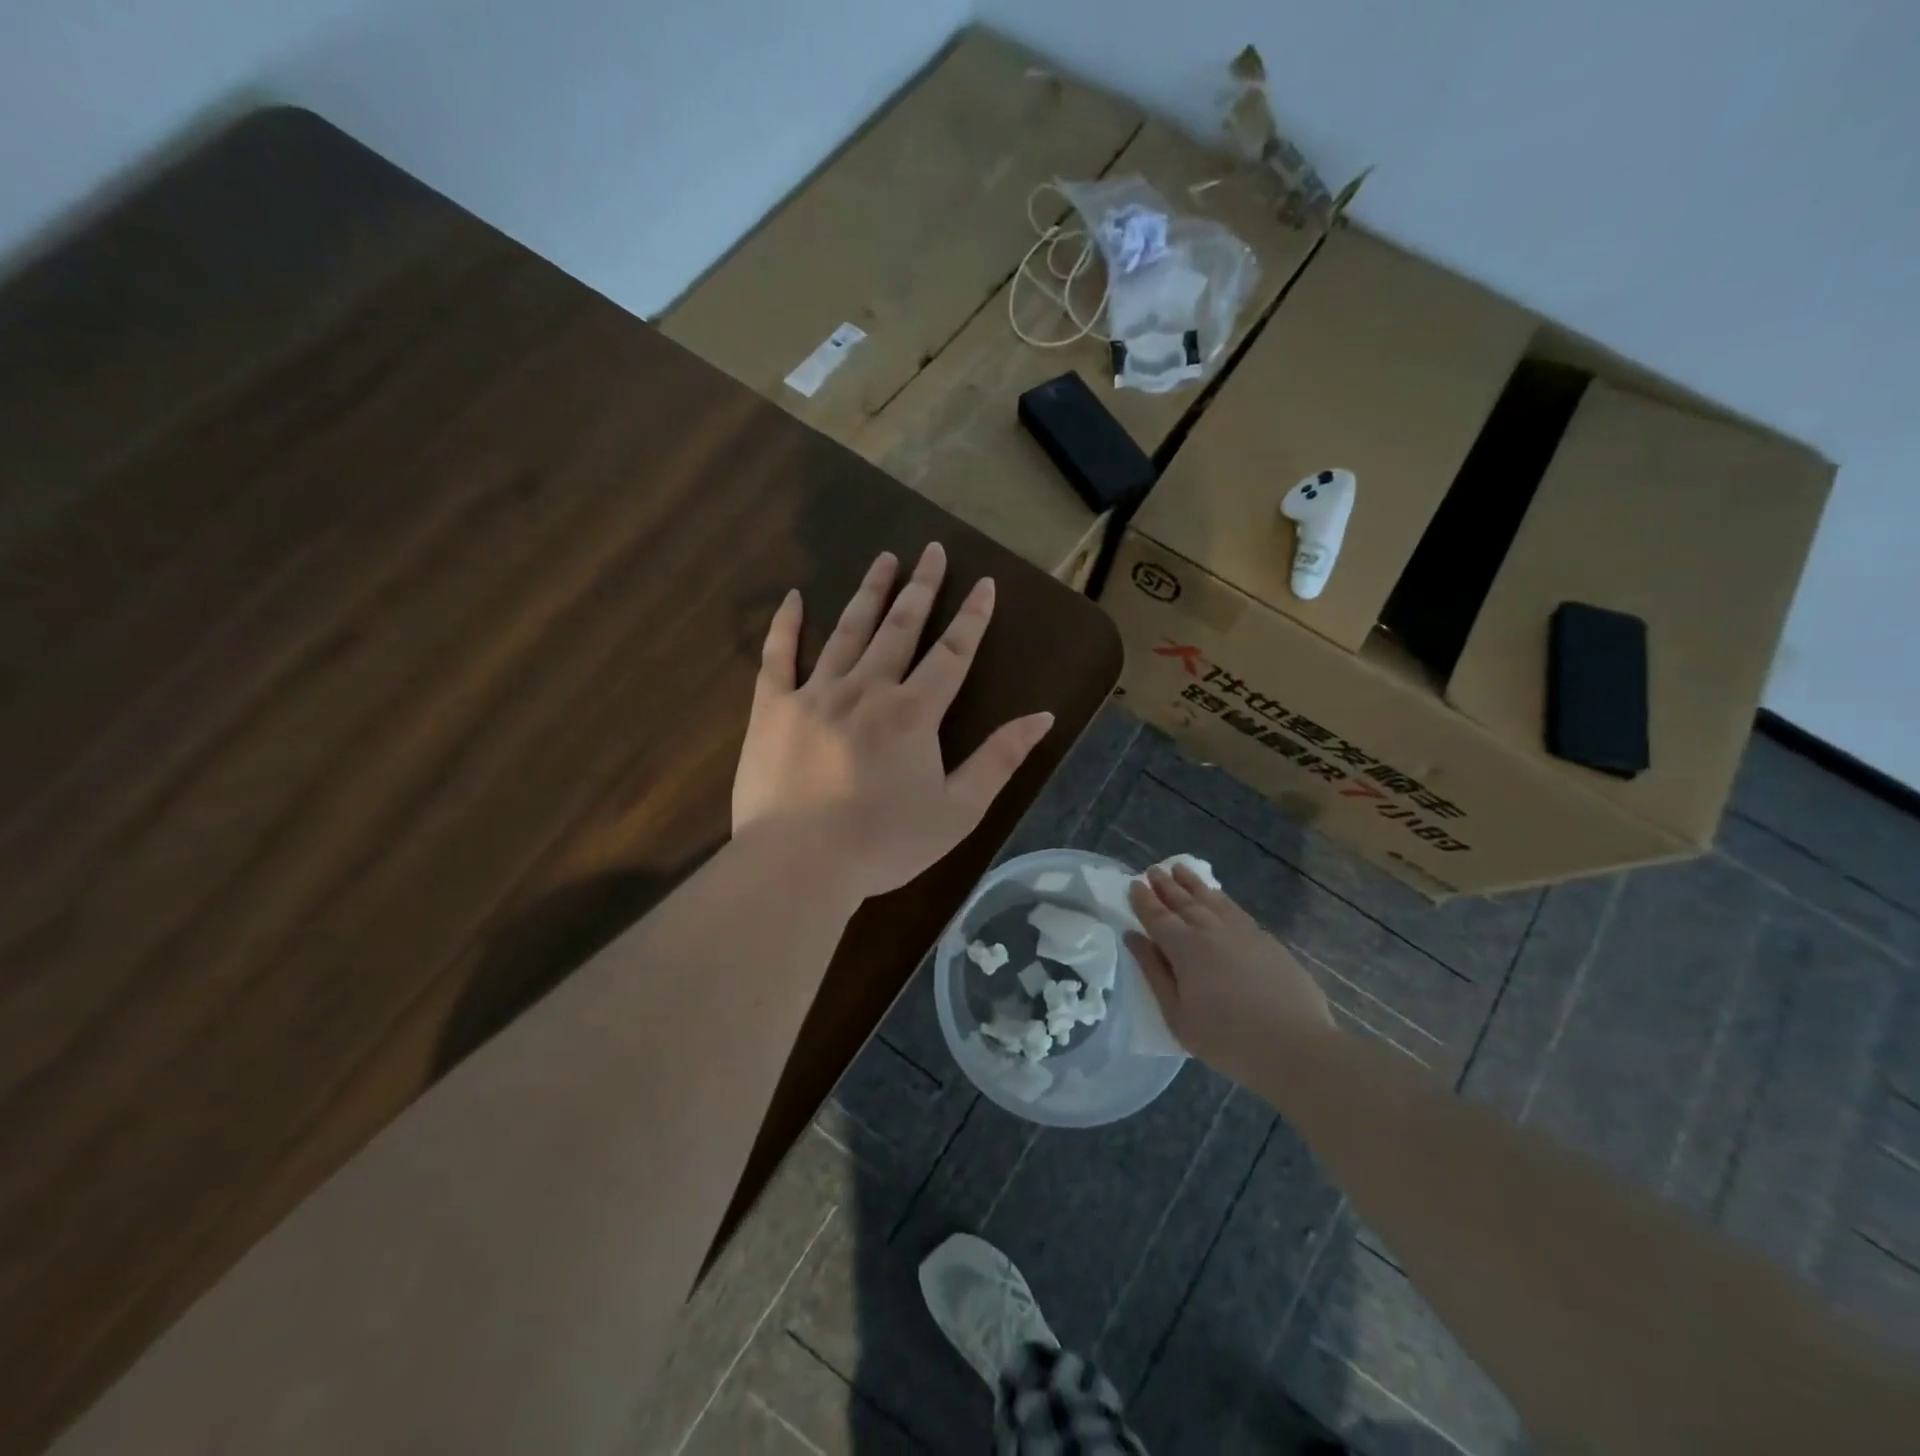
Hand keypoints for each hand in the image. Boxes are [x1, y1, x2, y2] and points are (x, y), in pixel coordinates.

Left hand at [732, 543, 1054, 901]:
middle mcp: (867, 688)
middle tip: (931, 550)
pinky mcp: (772, 708)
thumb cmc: (884, 843)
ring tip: (884, 558)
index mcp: (914, 712)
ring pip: (847, 630)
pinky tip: (796, 597)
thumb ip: (999, 760)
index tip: (984, 583)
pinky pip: (778, 656)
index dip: (972, 617)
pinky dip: (786, 624)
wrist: (799, 864)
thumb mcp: (958, 811)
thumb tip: (1042, 717)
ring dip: (869, 592)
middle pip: (900, 628)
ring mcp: (815, 693)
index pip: (952, 653)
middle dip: (921, 588)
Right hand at [1126, 864, 1336, 1087]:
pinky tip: (1217, 897)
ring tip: (1180, 869)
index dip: (1143, 900)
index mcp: (1184, 947)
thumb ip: (1154, 973)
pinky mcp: (1267, 940)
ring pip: (1211, 899)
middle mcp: (1211, 930)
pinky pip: (1235, 908)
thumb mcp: (1177, 1015)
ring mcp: (1242, 931)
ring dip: (1193, 884)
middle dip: (1165, 885)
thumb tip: (1134, 938)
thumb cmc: (1227, 1039)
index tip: (1133, 885)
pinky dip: (1220, 897)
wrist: (1296, 1047)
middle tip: (1153, 870)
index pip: (1157, 916)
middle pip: (1183, 901)